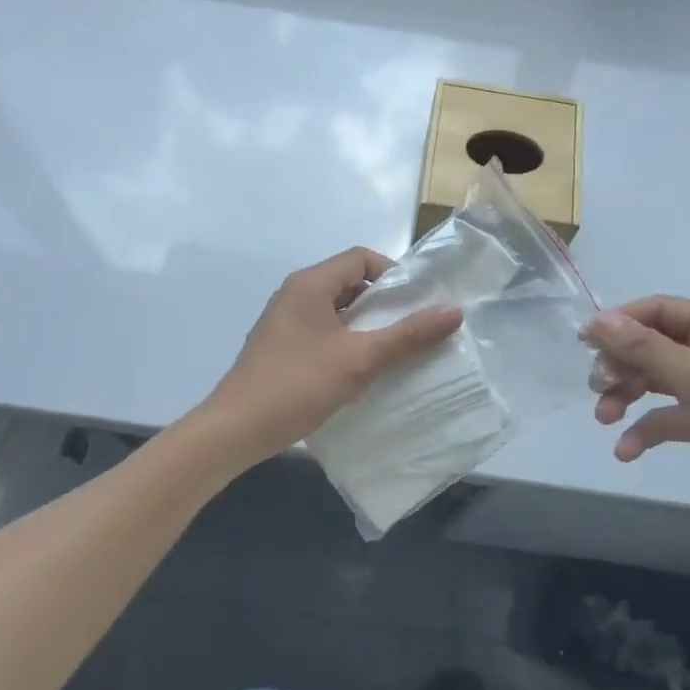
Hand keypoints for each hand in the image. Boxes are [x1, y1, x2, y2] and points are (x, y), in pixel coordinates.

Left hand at [199, 248, 463, 471]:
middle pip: (349, 282)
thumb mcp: (360, 359)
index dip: (393, 274)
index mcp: (310, 284)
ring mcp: (284, 320)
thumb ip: (408, 335)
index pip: (361, 258)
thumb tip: (454, 311)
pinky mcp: (280, 345)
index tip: (416, 303)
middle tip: (411, 328)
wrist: (235, 431)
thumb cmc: (298, 384)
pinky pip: (322, 329)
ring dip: (365, 324)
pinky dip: (345, 340)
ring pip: (336, 309)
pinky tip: (359, 369)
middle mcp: (295, 293)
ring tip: (392, 351)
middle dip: (383, 302)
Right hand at [583, 297, 689, 560]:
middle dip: (622, 363)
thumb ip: (647, 348)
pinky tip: (626, 450)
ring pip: (655, 379)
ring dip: (626, 394)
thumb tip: (598, 319)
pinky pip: (666, 416)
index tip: (584, 343)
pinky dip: (644, 429)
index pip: (661, 310)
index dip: (621, 322)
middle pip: (654, 343)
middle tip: (596, 386)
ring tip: (603, 417)